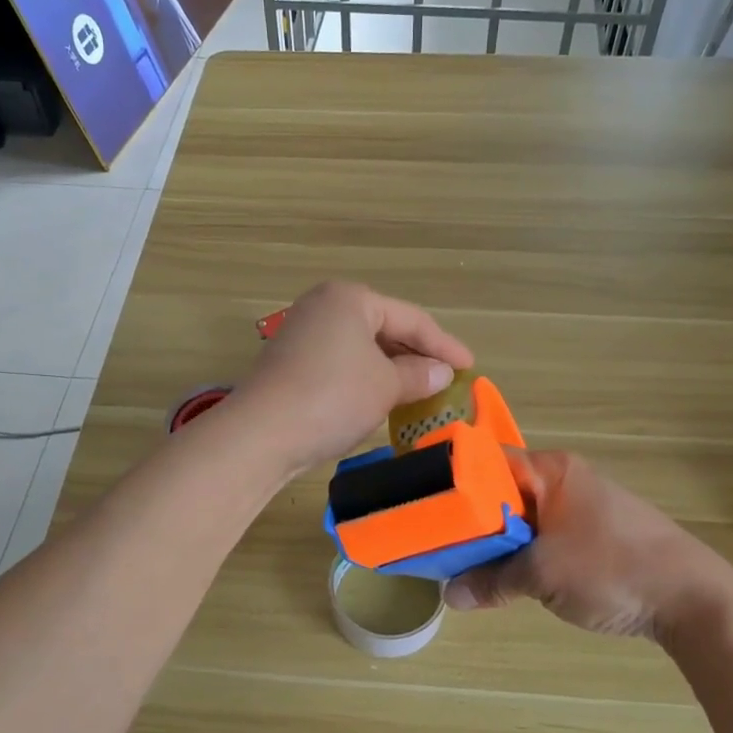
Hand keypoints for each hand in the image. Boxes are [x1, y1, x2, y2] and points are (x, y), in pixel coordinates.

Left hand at [229, 281, 473, 476]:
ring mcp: (302, 334)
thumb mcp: (385, 386)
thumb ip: (418, 375)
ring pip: (361, 348)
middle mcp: (323, 307)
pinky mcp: (291, 363)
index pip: (410, 318)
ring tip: (420, 390)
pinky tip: (381, 398)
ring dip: (391, 369)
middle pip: (383, 328)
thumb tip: (440, 372)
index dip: (443, 344)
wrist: (262, 434)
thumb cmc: (333, 397)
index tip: (470, 366)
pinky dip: (365, 378)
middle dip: (416, 354)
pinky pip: (341, 364)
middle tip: (446, 377)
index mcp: (350, 298)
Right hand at [445, 449, 732, 654]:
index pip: (488, 461)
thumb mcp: (542, 575)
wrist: (693, 598)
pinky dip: (524, 552)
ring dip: (499, 541)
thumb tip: (450, 596)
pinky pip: (545, 536)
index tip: (424, 508)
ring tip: (467, 565)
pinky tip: (510, 576)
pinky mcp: (596, 535)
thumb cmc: (612, 568)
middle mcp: (565, 479)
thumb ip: (492, 580)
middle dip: (473, 520)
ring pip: (523, 517)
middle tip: (440, 546)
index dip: (454, 482)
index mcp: (552, 470)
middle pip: (503, 491)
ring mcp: (583, 507)